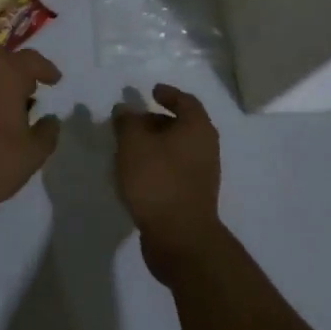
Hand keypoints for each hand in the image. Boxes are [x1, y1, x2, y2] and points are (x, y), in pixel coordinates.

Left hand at [0, 49, 62, 214]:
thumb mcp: (31, 155)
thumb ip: (47, 134)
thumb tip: (51, 120)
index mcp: (6, 72)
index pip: (32, 60)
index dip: (46, 69)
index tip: (54, 79)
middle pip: (3, 59)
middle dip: (17, 71)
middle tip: (28, 91)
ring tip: (3, 106)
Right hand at [113, 84, 222, 283]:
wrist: (180, 238)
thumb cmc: (158, 180)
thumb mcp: (133, 143)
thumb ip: (127, 121)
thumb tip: (125, 109)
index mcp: (197, 128)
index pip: (186, 101)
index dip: (168, 94)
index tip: (151, 91)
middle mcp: (205, 148)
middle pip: (181, 125)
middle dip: (156, 120)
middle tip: (131, 121)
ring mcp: (201, 175)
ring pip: (176, 149)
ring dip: (154, 145)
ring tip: (127, 148)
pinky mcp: (192, 197)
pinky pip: (173, 170)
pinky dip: (156, 164)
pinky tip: (135, 173)